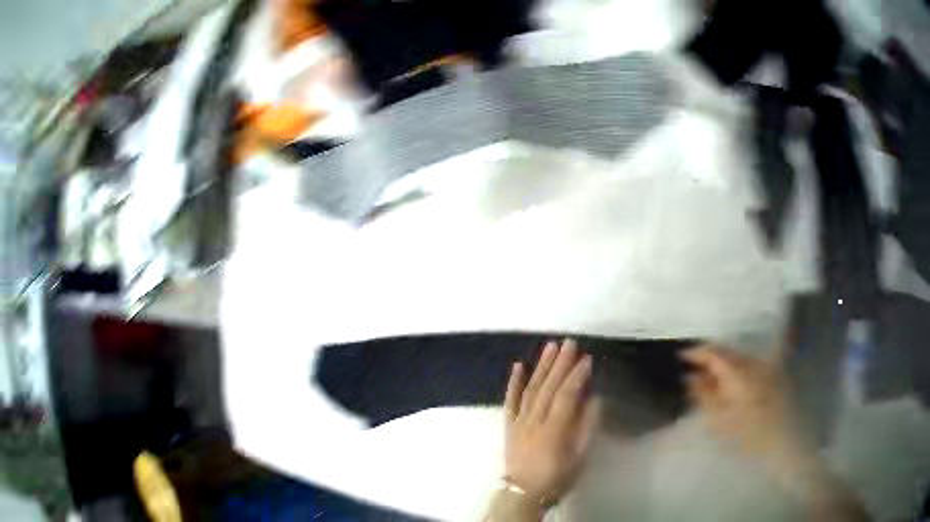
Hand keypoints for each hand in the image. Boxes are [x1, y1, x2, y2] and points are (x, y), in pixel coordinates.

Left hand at [504, 339, 598, 507]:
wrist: (523, 492)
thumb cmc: (556, 477)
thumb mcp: (579, 457)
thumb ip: (587, 427)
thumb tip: (595, 400)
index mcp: (554, 429)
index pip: (566, 395)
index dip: (577, 376)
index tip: (587, 359)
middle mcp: (535, 420)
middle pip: (548, 387)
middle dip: (560, 363)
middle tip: (569, 342)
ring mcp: (519, 421)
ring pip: (530, 389)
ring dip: (541, 367)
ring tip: (550, 347)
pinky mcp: (509, 425)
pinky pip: (510, 401)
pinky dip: (514, 382)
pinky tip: (518, 366)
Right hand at [680, 345, 809, 467]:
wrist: (785, 440)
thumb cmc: (749, 434)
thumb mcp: (720, 420)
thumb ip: (704, 395)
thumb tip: (691, 377)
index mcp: (739, 371)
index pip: (714, 352)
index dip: (696, 352)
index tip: (681, 356)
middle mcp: (754, 362)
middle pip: (728, 352)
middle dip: (711, 358)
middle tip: (695, 370)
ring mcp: (767, 365)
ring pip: (741, 357)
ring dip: (725, 364)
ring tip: (713, 379)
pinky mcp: (776, 373)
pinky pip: (752, 364)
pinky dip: (739, 369)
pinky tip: (735, 381)